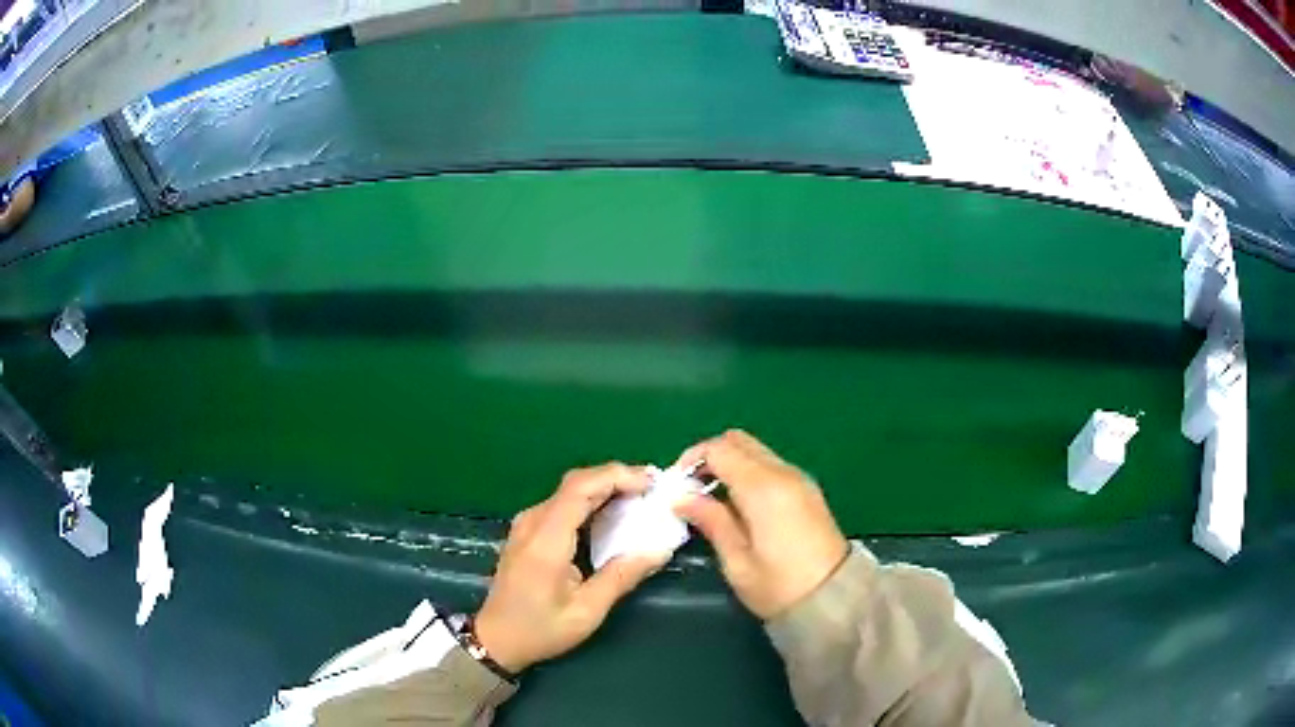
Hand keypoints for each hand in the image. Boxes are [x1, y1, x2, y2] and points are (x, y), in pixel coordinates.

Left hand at [475, 463, 668, 672]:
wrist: (495, 639)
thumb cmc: (540, 629)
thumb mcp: (587, 610)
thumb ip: (622, 576)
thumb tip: (660, 549)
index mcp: (546, 538)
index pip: (581, 488)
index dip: (618, 476)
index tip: (652, 483)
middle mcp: (533, 521)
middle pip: (576, 483)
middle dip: (617, 478)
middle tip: (654, 489)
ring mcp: (527, 524)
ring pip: (570, 491)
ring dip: (605, 488)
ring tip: (641, 499)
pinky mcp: (527, 531)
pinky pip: (562, 504)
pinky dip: (591, 501)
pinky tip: (612, 515)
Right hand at [674, 430, 848, 619]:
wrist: (834, 599)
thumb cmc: (779, 586)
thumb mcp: (737, 560)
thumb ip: (711, 521)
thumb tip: (682, 497)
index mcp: (763, 487)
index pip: (720, 449)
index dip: (692, 459)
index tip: (676, 486)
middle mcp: (783, 473)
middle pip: (739, 441)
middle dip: (710, 457)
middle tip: (692, 489)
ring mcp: (799, 479)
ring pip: (756, 451)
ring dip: (730, 464)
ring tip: (712, 500)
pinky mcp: (807, 490)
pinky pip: (771, 466)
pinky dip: (748, 473)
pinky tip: (738, 505)